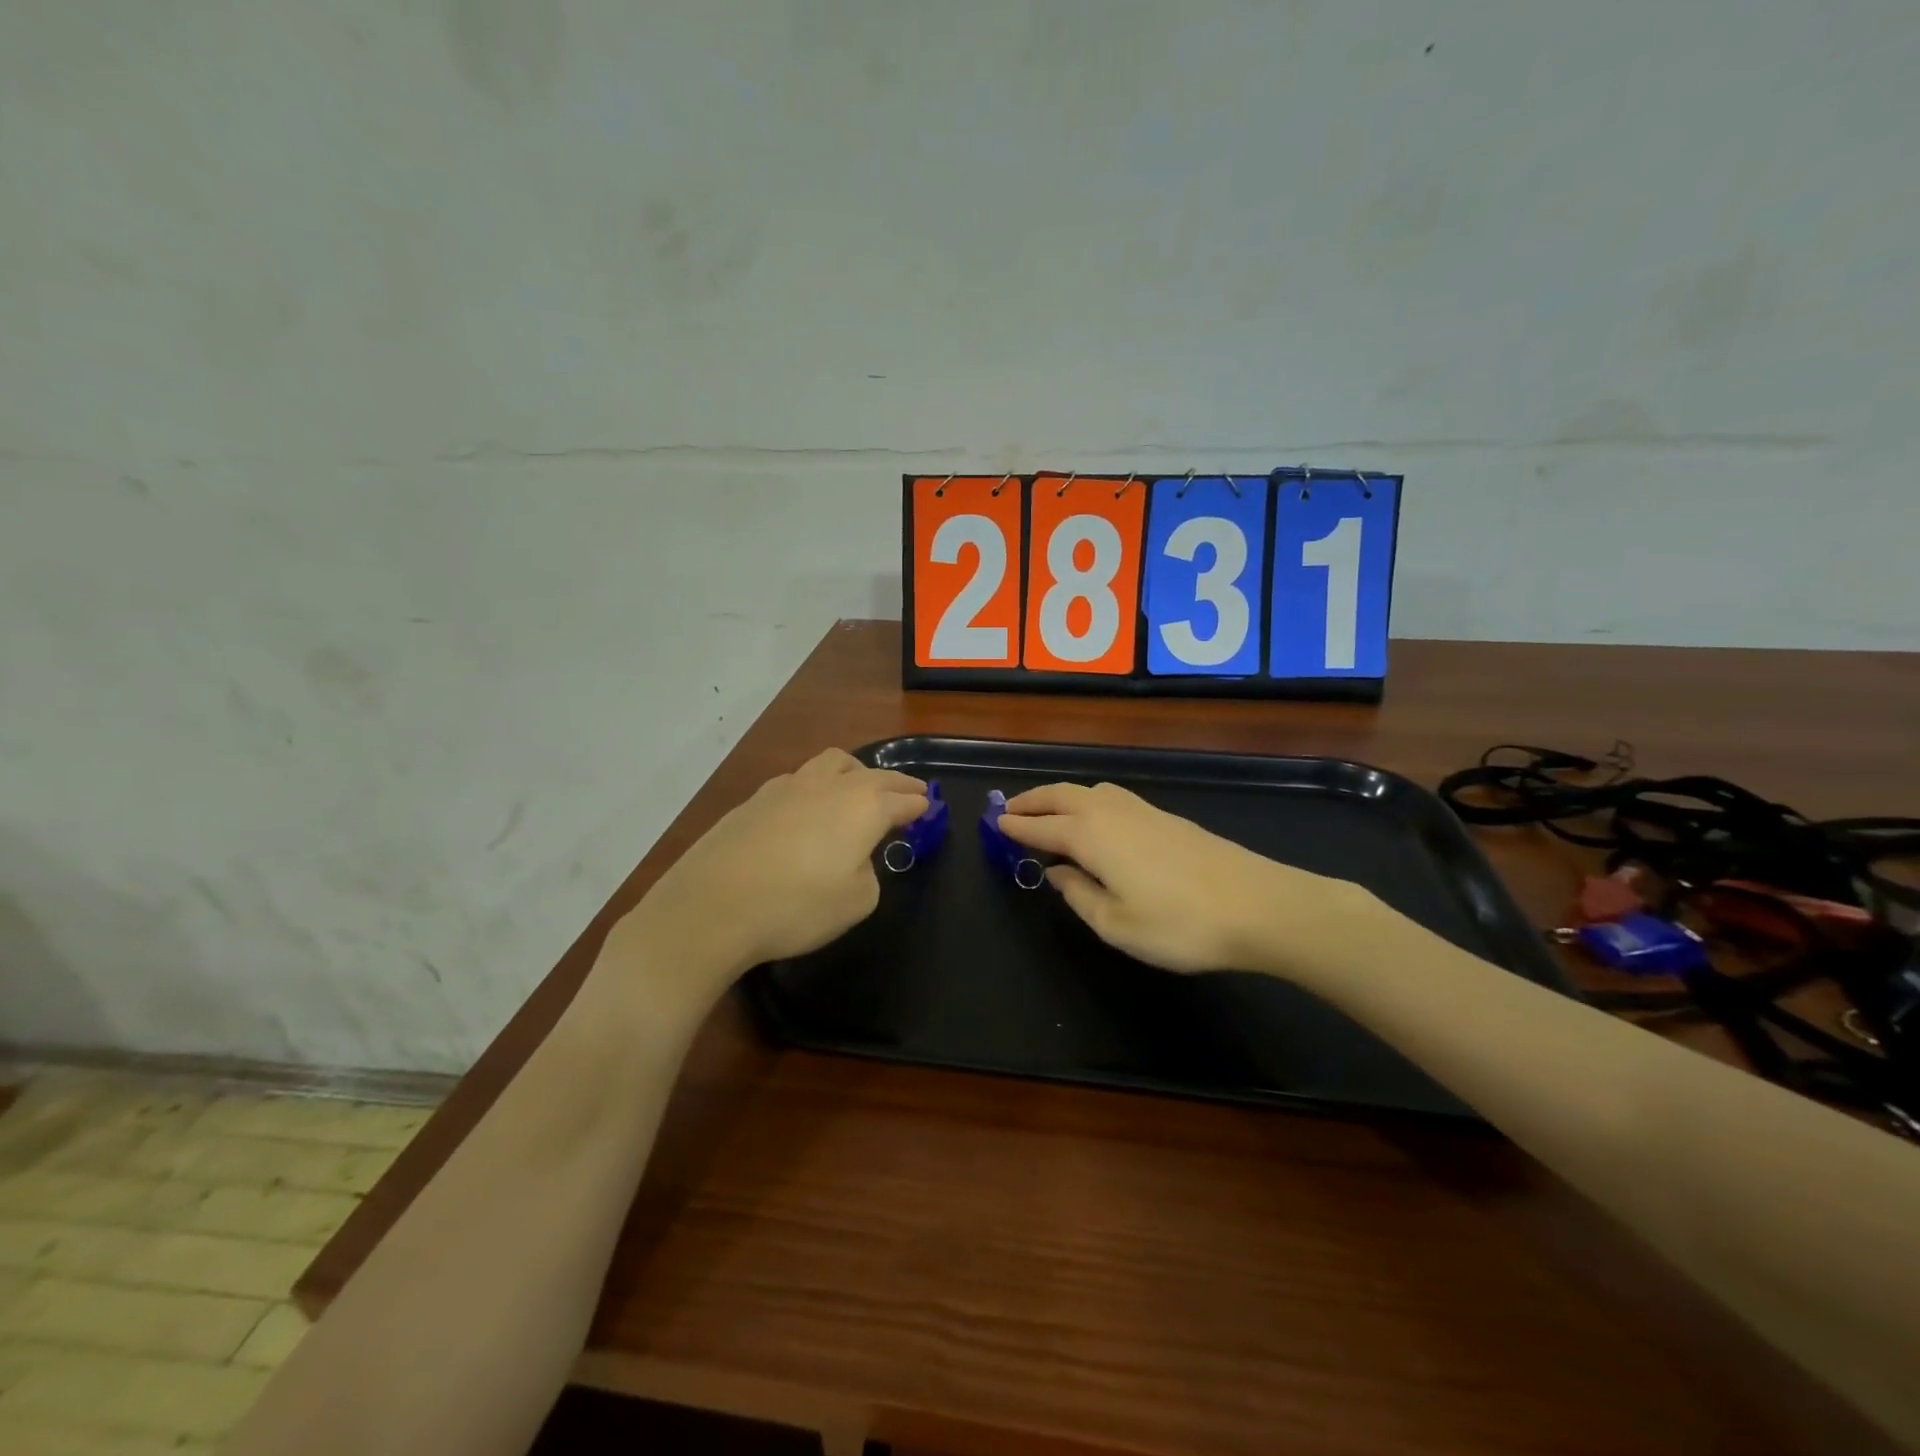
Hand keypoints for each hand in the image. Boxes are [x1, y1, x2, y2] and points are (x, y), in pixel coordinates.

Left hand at [617, 749, 927, 1000]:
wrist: (711, 906)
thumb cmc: (796, 907)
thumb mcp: (857, 902)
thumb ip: (868, 872)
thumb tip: (854, 858)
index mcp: (863, 807)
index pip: (901, 800)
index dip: (918, 805)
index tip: (928, 809)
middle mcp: (829, 786)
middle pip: (873, 775)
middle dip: (896, 783)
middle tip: (910, 792)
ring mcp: (788, 787)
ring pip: (832, 764)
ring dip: (855, 773)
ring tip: (859, 789)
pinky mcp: (755, 799)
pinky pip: (800, 780)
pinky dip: (818, 787)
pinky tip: (809, 808)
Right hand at [999, 781, 1358, 976]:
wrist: (1258, 905)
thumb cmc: (1179, 923)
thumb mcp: (1116, 924)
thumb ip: (1079, 895)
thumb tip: (1057, 872)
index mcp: (1090, 836)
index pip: (1042, 828)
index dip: (1016, 827)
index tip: (994, 824)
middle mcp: (1110, 812)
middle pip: (1061, 796)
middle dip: (1032, 801)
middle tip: (1010, 809)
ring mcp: (1142, 810)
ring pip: (1088, 791)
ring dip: (1060, 796)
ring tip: (1046, 809)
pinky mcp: (1166, 816)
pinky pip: (1111, 797)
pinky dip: (1087, 800)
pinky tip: (1094, 817)